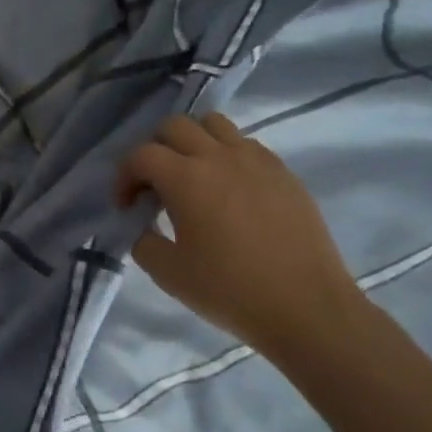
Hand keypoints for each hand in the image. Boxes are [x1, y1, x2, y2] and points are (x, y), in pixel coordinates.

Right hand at [117, 113, 365, 358]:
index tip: (127, 207)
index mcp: (186, 178)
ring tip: (192, 176)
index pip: (141, 155)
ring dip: (192, 142)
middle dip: (155, 150)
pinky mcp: (283, 172)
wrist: (306, 307)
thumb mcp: (168, 273)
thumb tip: (143, 224)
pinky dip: (226, 154)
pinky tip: (228, 190)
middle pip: (175, 125)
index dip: (124, 177)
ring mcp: (256, 160)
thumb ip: (143, 240)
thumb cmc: (230, 290)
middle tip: (154, 186)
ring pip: (214, 124)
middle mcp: (220, 156)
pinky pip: (246, 144)